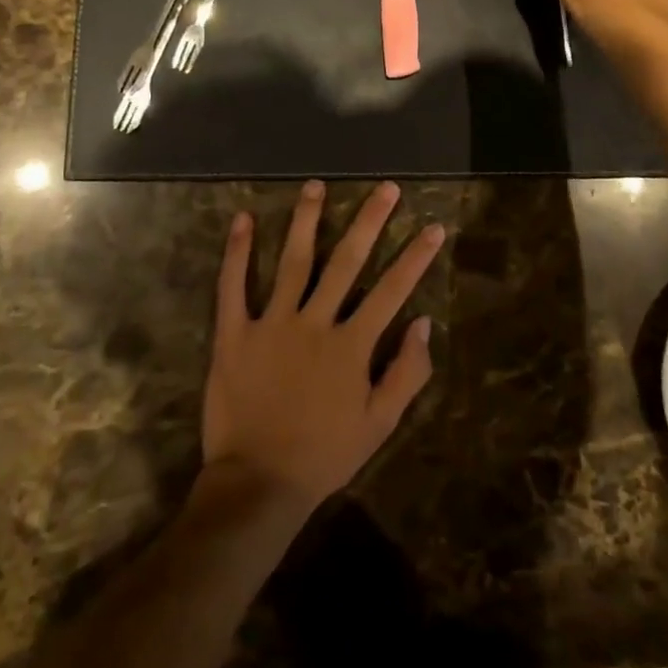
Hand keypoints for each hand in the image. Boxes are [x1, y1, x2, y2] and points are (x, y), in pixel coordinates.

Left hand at [202, 180, 442, 511]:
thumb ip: (406, 373)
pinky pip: (233, 286)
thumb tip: (425, 324)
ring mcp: (272, 323)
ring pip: (293, 261)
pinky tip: (242, 219)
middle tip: (385, 188)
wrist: (258, 483)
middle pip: (347, 261)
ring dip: (306, 220)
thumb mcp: (378, 424)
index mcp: (351, 344)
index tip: (433, 226)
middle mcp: (315, 322)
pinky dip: (238, 252)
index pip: (392, 290)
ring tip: (315, 185)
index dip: (416, 257)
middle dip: (369, 221)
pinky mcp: (234, 333)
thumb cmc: (324, 454)